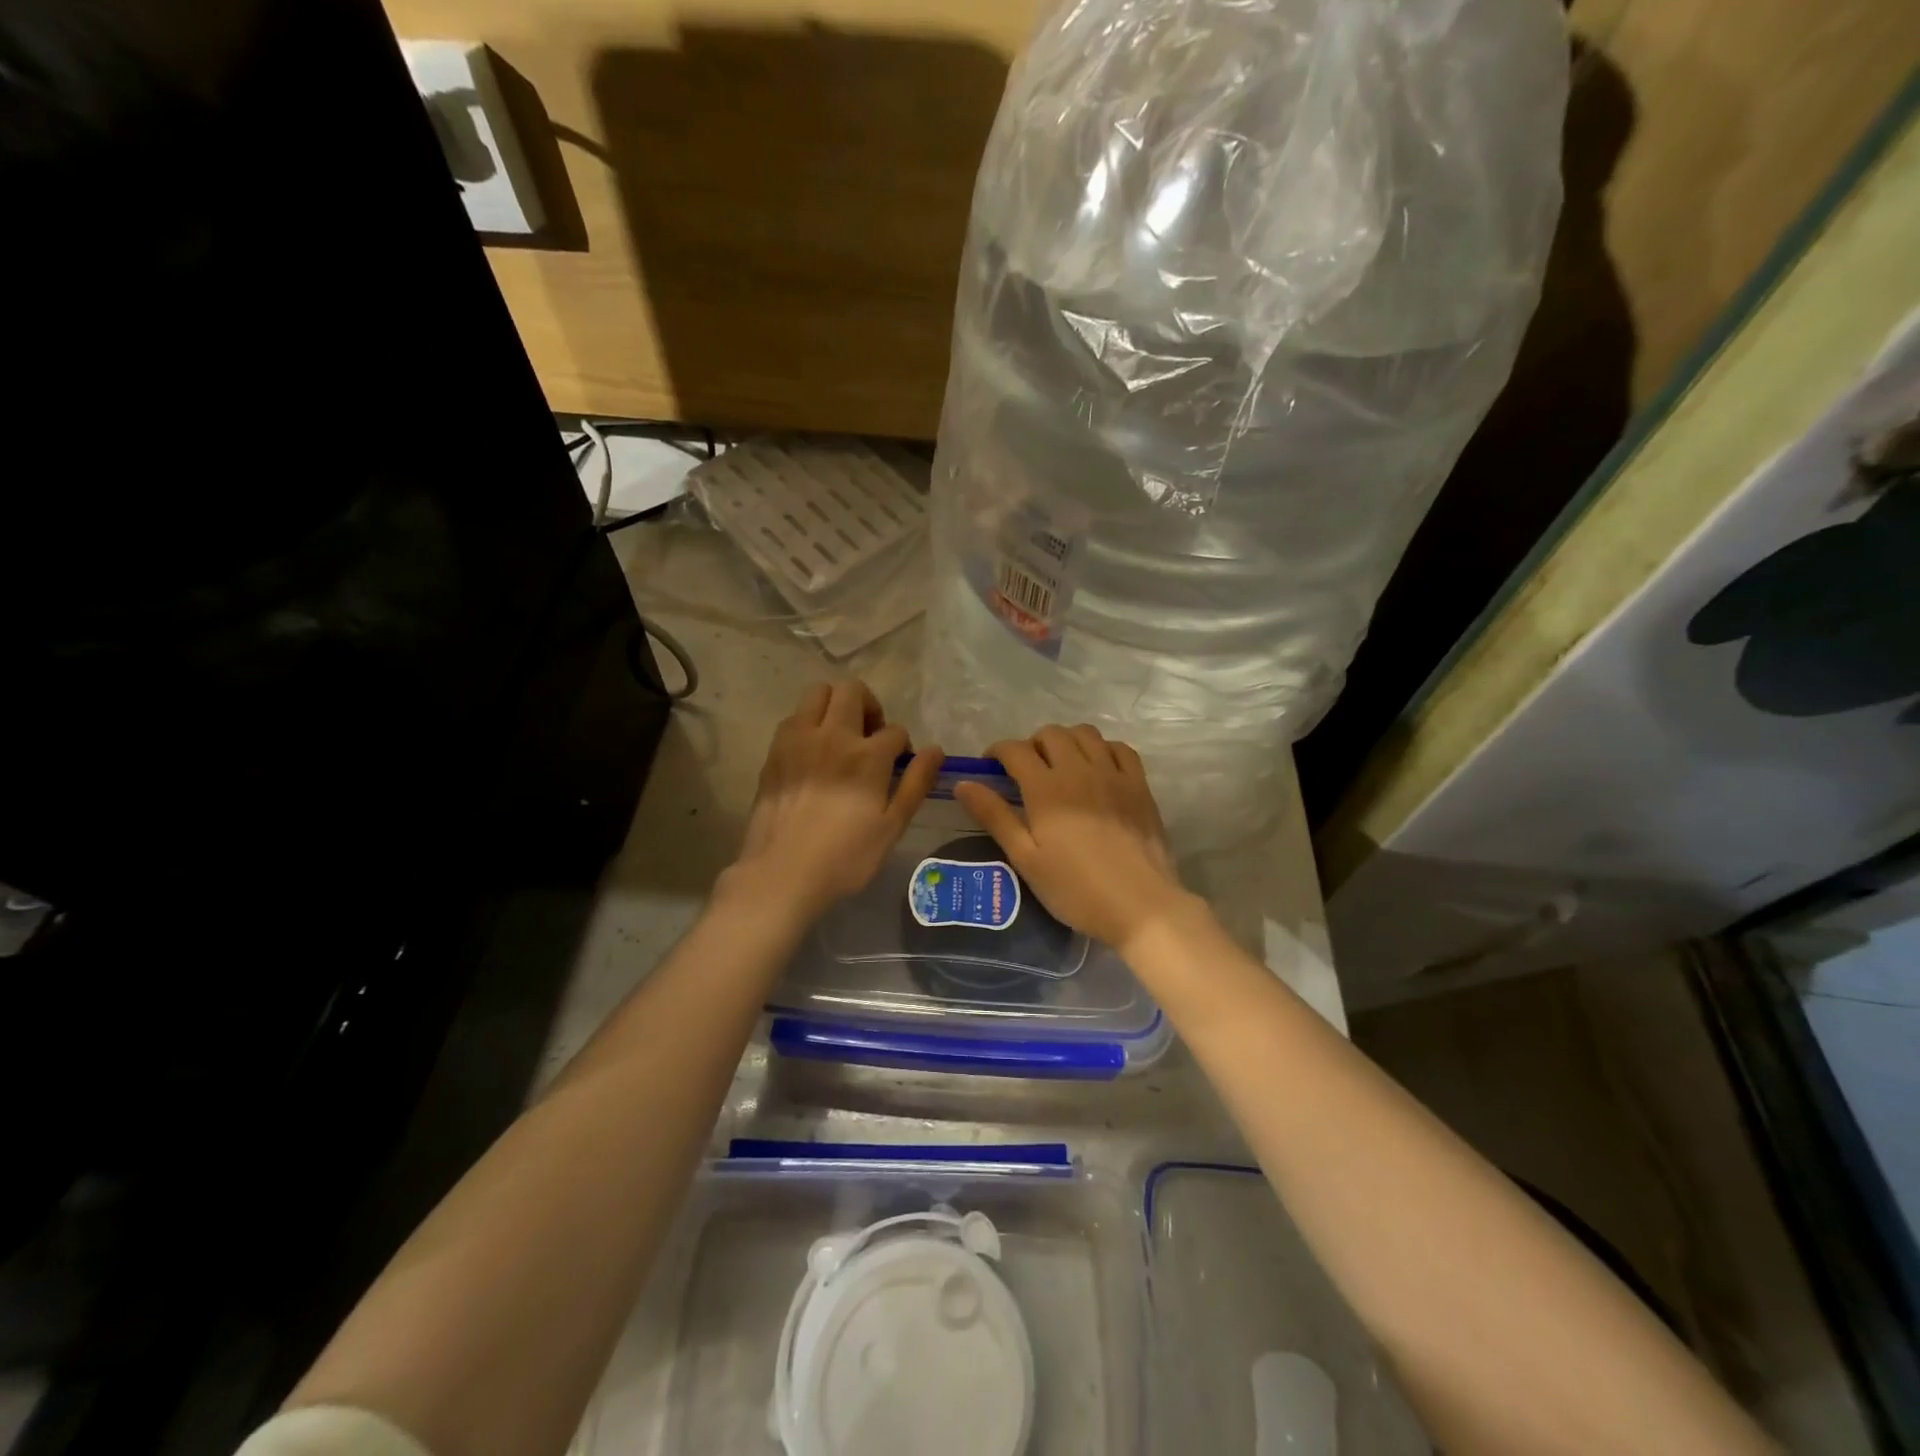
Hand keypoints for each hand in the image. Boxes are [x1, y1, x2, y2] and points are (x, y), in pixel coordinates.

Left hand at [726, 681, 941, 923]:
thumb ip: (916, 783)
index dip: (902, 747)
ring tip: (839, 737)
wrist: (781, 874)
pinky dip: (808, 723)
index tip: (897, 768)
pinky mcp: (774, 751)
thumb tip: (935, 750)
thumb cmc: (845, 857)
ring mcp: (798, 739)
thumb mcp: (892, 826)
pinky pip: (794, 717)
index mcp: (867, 755)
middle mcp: (832, 735)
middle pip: (853, 691)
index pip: (894, 731)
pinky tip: (812, 754)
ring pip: (817, 692)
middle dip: (869, 706)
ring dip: (835, 706)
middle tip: (870, 737)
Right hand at [954, 725, 1191, 952]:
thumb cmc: (1075, 888)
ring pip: (1086, 734)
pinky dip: (1102, 749)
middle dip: (1031, 744)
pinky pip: (1120, 748)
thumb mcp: (1026, 858)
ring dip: (1066, 741)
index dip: (997, 751)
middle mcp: (1079, 770)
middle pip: (1051, 734)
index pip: (1015, 750)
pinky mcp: (1139, 786)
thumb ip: (995, 816)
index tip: (990, 767)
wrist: (1140, 905)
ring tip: (1061, 765)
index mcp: (1046, 788)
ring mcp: (1113, 774)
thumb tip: (963, 783)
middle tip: (1026, 771)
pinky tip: (1098, 769)